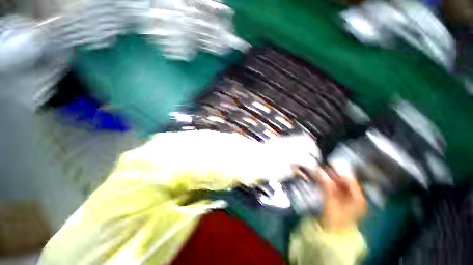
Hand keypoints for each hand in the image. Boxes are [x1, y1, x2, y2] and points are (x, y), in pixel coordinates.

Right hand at [294, 166, 366, 231]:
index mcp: (358, 197)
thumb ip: (326, 185)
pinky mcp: (341, 201)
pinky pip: (335, 189)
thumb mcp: (331, 201)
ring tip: (318, 174)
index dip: (338, 172)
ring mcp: (348, 199)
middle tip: (320, 169)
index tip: (326, 167)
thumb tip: (319, 170)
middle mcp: (355, 197)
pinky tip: (321, 181)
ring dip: (329, 179)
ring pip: (338, 185)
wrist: (334, 234)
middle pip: (344, 182)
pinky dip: (328, 185)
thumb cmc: (336, 218)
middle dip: (332, 175)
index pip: (350, 180)